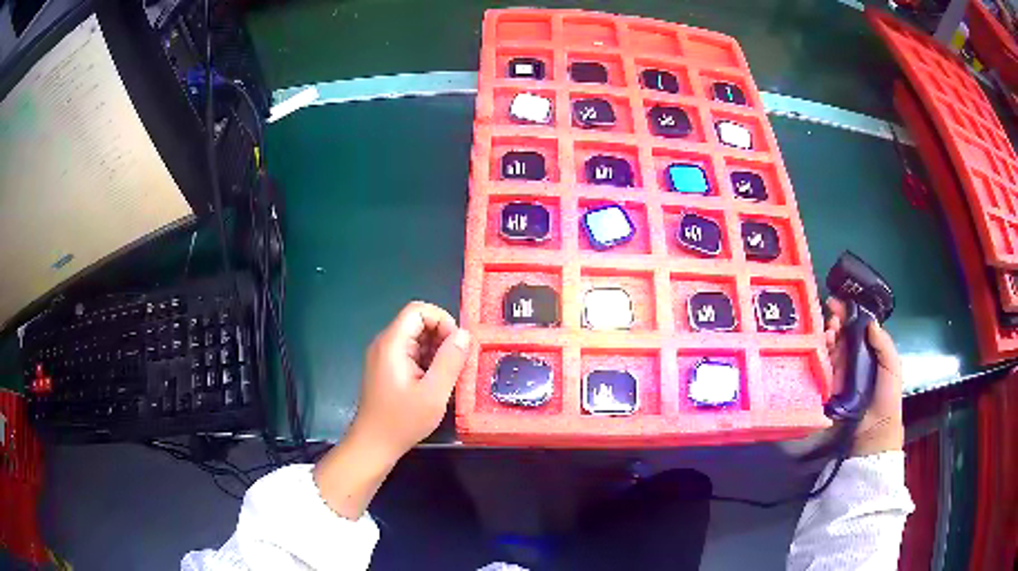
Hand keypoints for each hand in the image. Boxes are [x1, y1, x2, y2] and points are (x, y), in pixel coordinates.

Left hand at [352, 301, 470, 458]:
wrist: (373, 444)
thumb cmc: (402, 420)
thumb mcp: (434, 393)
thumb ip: (450, 361)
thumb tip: (465, 334)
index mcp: (392, 344)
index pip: (418, 310)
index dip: (442, 320)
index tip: (457, 345)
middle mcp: (385, 344)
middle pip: (417, 322)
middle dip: (442, 337)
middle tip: (457, 363)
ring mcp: (383, 357)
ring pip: (415, 338)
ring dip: (436, 351)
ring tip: (448, 376)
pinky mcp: (386, 369)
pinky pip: (410, 353)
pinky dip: (426, 361)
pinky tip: (434, 383)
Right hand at [825, 298, 903, 456]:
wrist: (874, 428)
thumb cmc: (887, 396)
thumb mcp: (892, 366)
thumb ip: (883, 344)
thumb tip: (869, 322)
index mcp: (868, 350)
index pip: (856, 327)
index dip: (847, 313)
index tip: (838, 303)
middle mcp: (852, 358)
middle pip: (841, 334)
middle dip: (835, 322)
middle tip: (832, 318)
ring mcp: (840, 372)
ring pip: (830, 347)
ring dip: (828, 335)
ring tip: (829, 332)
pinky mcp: (829, 386)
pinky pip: (823, 367)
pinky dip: (820, 355)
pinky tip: (822, 347)